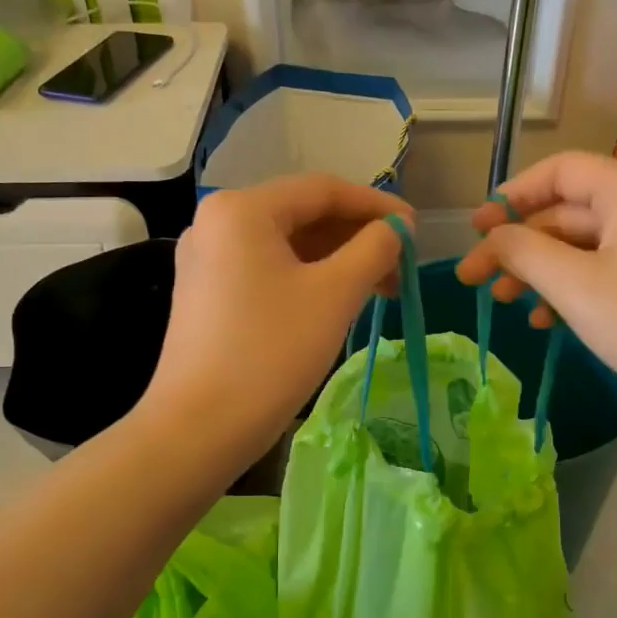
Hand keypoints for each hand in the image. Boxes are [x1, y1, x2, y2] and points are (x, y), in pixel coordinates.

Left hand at [142, 175, 409, 465]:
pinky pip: (268, 270)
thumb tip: (397, 229)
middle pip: (303, 215)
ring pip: (287, 246)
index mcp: (242, 209)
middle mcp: (217, 222)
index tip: (416, 231)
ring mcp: (207, 260)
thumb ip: (374, 249)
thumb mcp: (334, 295)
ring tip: (381, 288)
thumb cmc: (271, 353)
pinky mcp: (207, 294)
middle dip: (357, 237)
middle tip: (402, 267)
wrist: (200, 428)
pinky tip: (340, 301)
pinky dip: (308, 279)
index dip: (377, 206)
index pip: (323, 189)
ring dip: (337, 261)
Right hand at [456, 152, 616, 446]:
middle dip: (517, 243)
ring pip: (579, 246)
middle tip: (474, 279)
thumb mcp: (575, 285)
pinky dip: (566, 290)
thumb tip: (491, 237)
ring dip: (537, 270)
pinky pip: (599, 273)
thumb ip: (524, 252)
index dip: (512, 195)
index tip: (475, 229)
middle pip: (565, 211)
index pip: (560, 170)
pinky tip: (543, 321)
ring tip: (500, 302)